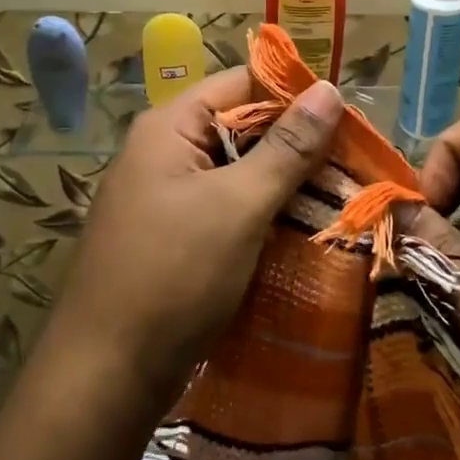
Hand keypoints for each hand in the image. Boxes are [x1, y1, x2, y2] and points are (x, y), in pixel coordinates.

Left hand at [50, 68, 343, 405]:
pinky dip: (263, 213)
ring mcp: (166, 196)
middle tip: (355, 164)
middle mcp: (163, 151)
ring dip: (285, 182)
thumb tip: (330, 89)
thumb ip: (287, 147)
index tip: (349, 119)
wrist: (105, 377)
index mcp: (170, 126)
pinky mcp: (173, 236)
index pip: (242, 82)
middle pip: (242, 126)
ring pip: (238, 171)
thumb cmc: (174, 276)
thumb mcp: (239, 205)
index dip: (295, 94)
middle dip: (297, 144)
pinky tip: (302, 230)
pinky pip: (227, 207)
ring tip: (342, 196)